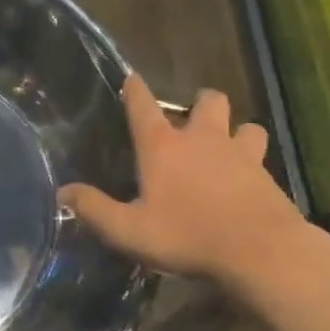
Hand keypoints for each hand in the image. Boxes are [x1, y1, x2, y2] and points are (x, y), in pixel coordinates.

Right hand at [60, 75, 310, 291]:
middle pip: (208, 100)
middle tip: (191, 121)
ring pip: (245, 125)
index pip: (143, 105)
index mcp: (163, 147)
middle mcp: (203, 139)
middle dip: (200, 103)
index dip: (134, 89)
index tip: (131, 78)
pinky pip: (262, 157)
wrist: (260, 252)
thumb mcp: (129, 230)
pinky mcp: (267, 175)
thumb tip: (62, 193)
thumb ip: (94, 209)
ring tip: (226, 148)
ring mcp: (240, 154)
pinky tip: (246, 181)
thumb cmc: (187, 236)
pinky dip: (253, 162)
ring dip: (235, 131)